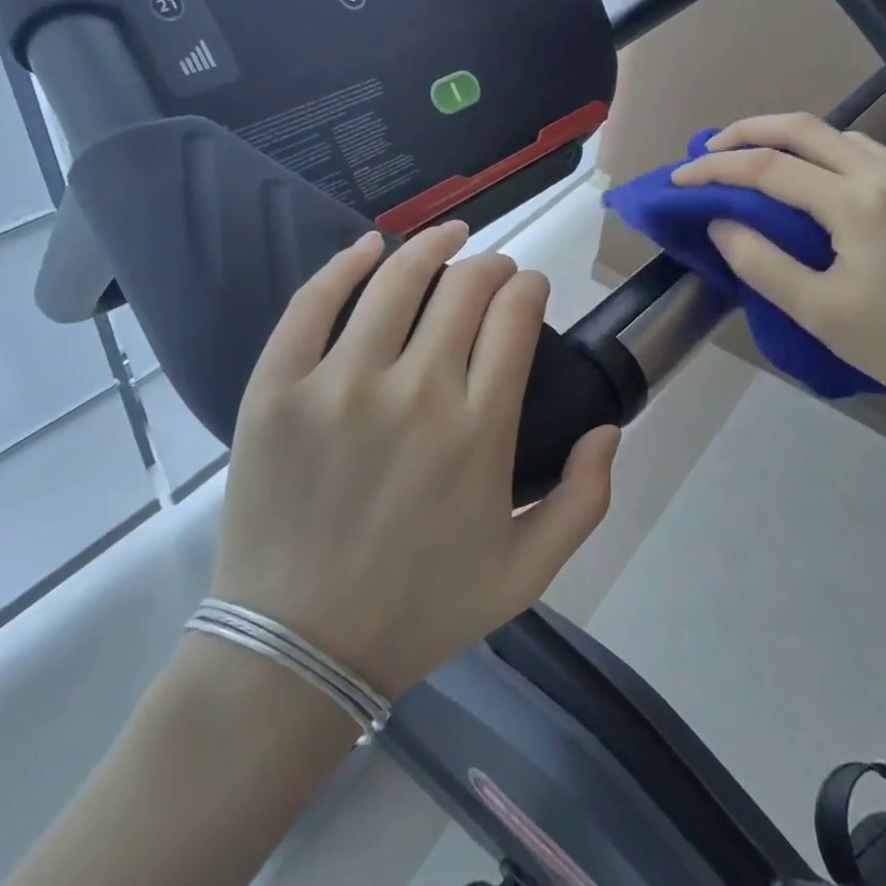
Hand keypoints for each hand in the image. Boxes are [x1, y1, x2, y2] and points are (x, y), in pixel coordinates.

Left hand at [208, 223, 619, 698]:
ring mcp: (339, 386)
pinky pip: (312, 303)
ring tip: (448, 234)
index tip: (528, 288)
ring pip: (396, 279)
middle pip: (464, 288)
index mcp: (478, 429)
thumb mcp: (526, 574)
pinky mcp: (277, 389)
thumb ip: (584, 500)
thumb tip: (609, 429)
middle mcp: (415, 392)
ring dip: (432, 244)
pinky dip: (345, 263)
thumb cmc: (419, 610)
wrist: (297, 651)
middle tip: (493, 269)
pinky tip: (368, 244)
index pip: (514, 317)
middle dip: (491, 264)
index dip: (528, 287)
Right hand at [672, 113, 885, 412]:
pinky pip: (871, 155)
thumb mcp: (817, 311)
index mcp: (857, 202)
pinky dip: (830, 155)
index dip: (716, 170)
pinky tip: (820, 181)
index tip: (679, 180)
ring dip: (791, 139)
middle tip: (710, 149)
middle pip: (805, 128)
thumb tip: (720, 222)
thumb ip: (761, 262)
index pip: (769, 168)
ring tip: (756, 159)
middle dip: (749, 130)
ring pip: (842, 135)